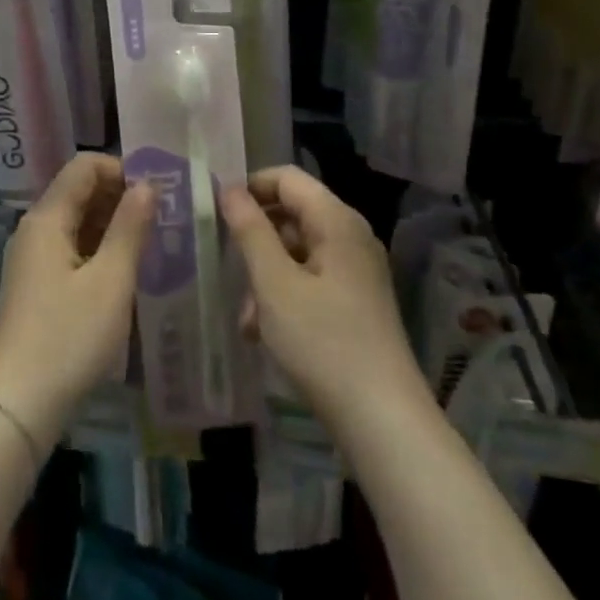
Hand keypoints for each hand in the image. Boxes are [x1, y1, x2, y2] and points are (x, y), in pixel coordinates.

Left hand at [0, 153, 153, 446]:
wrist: (18, 403)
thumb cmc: (68, 337)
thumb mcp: (110, 282)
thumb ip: (130, 228)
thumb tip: (147, 185)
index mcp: (47, 218)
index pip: (83, 166)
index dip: (121, 170)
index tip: (157, 193)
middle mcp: (34, 229)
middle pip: (78, 191)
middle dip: (119, 196)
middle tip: (161, 219)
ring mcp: (31, 257)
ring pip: (75, 221)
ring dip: (111, 224)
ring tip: (150, 243)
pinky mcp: (34, 284)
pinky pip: (69, 248)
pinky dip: (97, 248)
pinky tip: (123, 270)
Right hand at [220, 166, 428, 429]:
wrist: (383, 421)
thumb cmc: (323, 343)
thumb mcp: (274, 284)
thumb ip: (250, 230)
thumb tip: (229, 189)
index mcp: (337, 222)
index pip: (286, 178)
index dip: (250, 187)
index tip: (217, 212)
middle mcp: (351, 238)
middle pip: (292, 213)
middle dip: (255, 238)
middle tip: (227, 265)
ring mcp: (356, 271)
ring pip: (297, 251)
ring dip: (265, 274)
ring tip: (246, 315)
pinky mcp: (355, 302)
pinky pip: (310, 279)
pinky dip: (284, 295)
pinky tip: (264, 331)